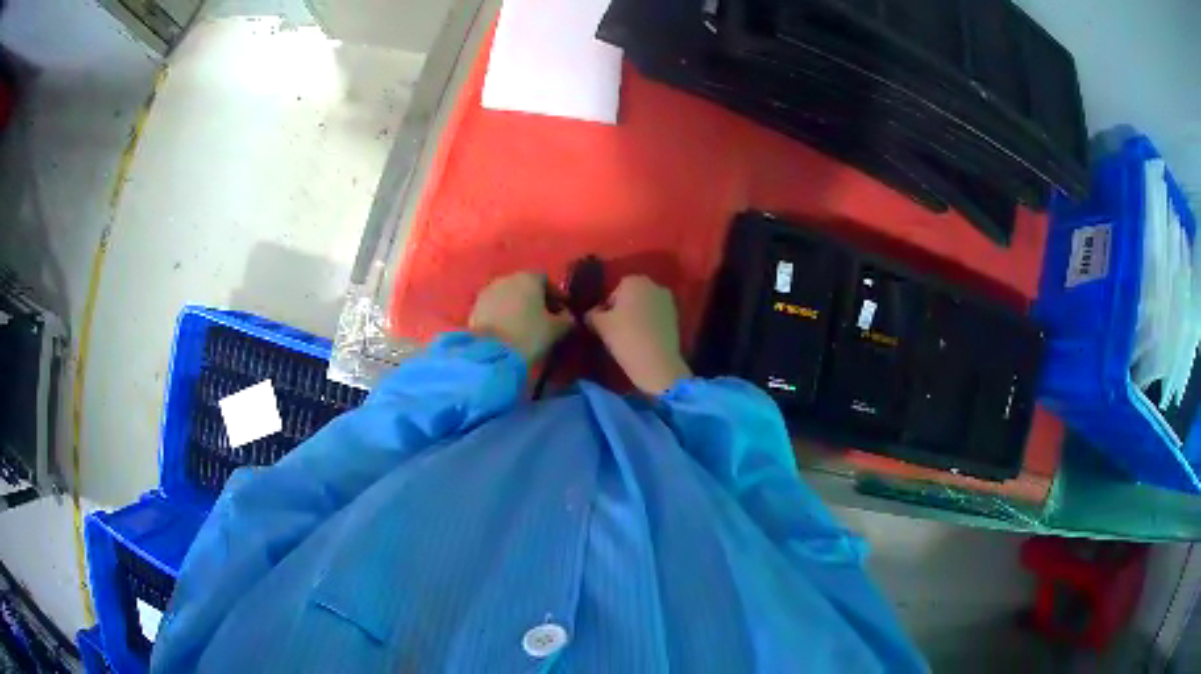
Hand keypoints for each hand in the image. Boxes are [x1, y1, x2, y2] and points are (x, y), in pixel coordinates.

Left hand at [469, 272, 572, 364]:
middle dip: (535, 299)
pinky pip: (494, 307)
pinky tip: (507, 330)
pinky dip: (502, 314)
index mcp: (528, 277)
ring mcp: (487, 292)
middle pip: (525, 285)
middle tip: (543, 317)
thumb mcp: (556, 330)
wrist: (490, 353)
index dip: (556, 295)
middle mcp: (506, 278)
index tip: (562, 310)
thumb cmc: (528, 335)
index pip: (546, 279)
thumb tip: (568, 316)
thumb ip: (567, 319)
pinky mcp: (474, 307)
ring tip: (524, 325)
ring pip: (508, 295)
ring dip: (516, 306)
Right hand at [587, 276, 691, 393]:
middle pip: (632, 297)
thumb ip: (592, 315)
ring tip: (630, 336)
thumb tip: (591, 314)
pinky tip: (643, 340)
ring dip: (638, 317)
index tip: (604, 324)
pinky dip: (650, 325)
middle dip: (624, 309)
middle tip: (616, 329)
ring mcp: (668, 302)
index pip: (615, 291)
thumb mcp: (599, 325)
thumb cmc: (625, 337)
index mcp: (634, 281)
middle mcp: (654, 286)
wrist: (657, 363)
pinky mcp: (677, 318)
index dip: (607, 308)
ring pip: (645, 307)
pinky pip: (656, 318)